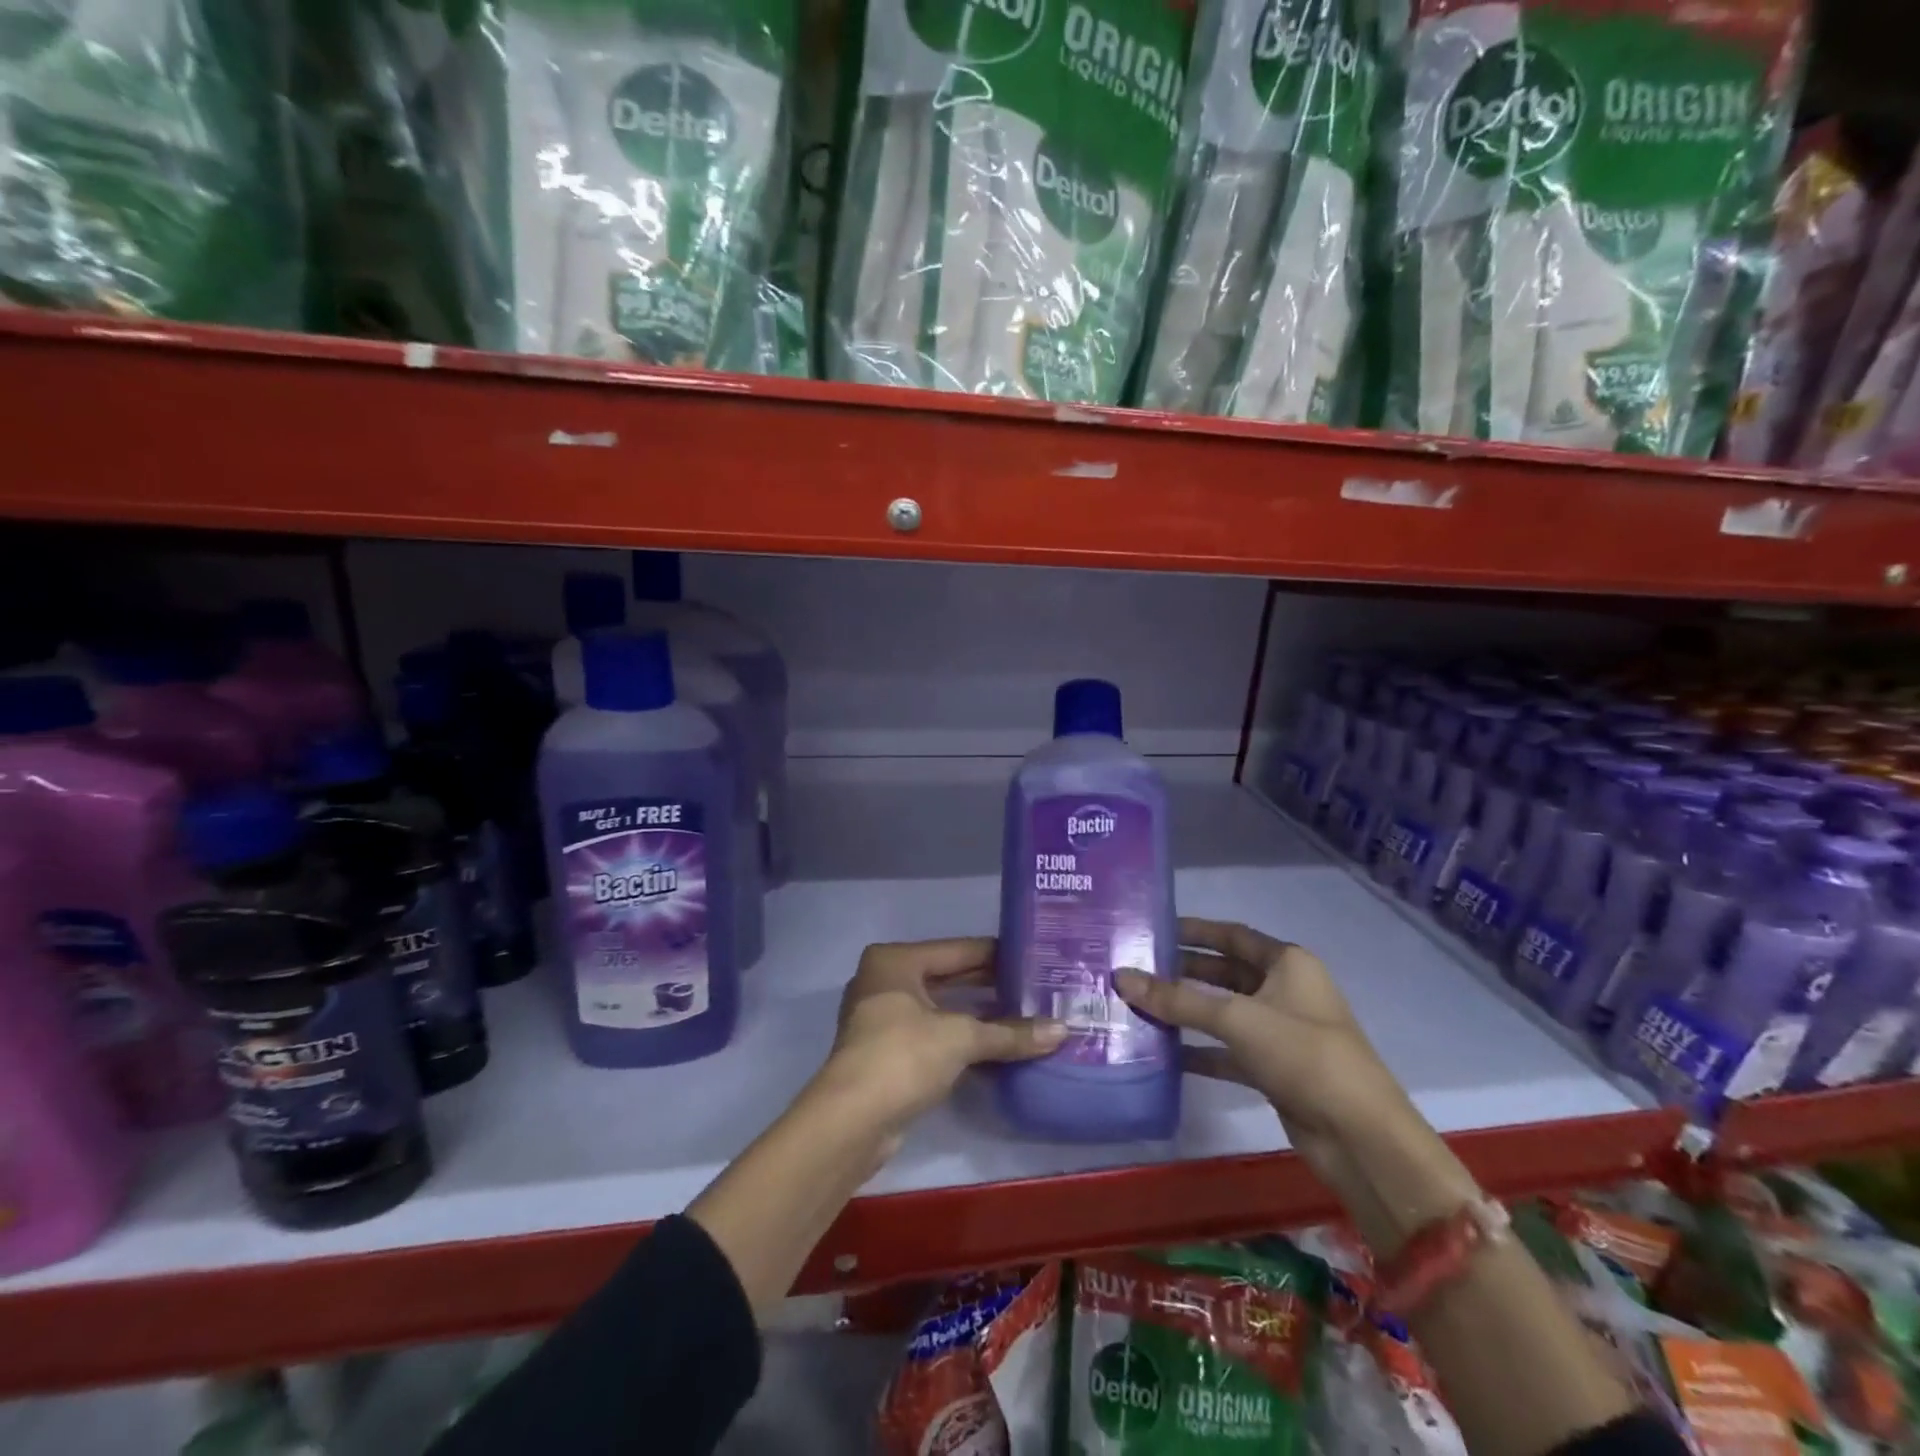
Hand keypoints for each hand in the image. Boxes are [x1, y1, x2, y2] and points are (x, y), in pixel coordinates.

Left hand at [819, 938, 1066, 1146]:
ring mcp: (884, 1018)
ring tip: (1028, 1015)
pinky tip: (999, 1046)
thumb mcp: (961, 1038)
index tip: (1037, 958)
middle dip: (992, 986)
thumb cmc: (902, 1057)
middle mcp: (886, 980)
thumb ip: (1010, 1033)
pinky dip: (963, 1038)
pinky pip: (935, 1034)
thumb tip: (1063, 1031)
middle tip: (1039, 988)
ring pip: (942, 1008)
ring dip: (979, 1015)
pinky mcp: (888, 1053)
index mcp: (896, 960)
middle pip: (950, 977)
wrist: (850, 1122)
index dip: (999, 955)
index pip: (959, 949)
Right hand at [1114, 918, 1413, 1184]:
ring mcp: (1280, 1032)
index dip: (1194, 930)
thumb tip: (1121, 977)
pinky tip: (1162, 1052)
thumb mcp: (1237, 1019)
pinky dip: (1198, 1049)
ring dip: (1186, 1010)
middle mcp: (1285, 991)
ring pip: (1223, 1012)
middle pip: (1224, 973)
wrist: (1360, 1137)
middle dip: (1183, 971)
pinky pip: (1227, 1050)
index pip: (1233, 935)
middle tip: (1136, 968)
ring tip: (1138, 1005)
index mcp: (1288, 964)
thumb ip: (1177, 999)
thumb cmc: (1303, 1055)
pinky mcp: (1273, 1069)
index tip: (1153, 928)